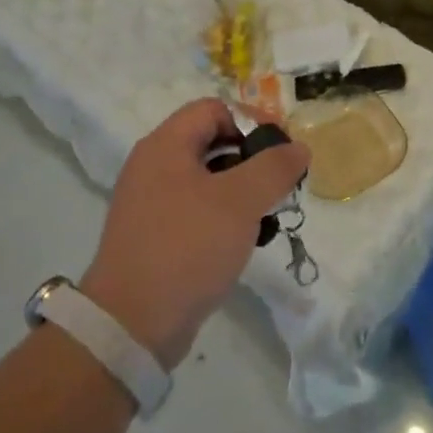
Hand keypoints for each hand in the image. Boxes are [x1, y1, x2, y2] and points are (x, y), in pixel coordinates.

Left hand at [81, 99, 309, 368]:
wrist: (133, 323)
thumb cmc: (187, 247)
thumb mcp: (240, 201)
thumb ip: (274, 168)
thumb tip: (299, 148)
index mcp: (165, 145)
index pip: (214, 109)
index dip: (251, 122)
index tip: (280, 154)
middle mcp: (153, 166)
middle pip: (212, 142)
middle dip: (251, 161)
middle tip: (277, 189)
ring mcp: (151, 202)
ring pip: (207, 180)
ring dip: (240, 193)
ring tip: (265, 219)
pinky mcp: (155, 235)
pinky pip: (196, 210)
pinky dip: (222, 218)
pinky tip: (241, 243)